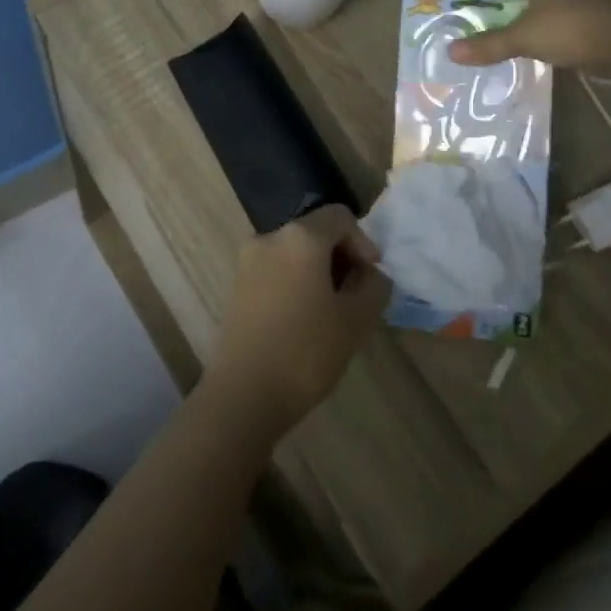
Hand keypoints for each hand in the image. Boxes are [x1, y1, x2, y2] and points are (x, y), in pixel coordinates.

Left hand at [209, 206, 389, 431]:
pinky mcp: (237, 285)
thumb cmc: (306, 350)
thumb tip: (372, 274)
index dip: (363, 242)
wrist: (244, 393)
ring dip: (318, 271)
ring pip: (294, 252)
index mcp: (300, 236)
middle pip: (315, 231)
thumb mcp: (355, 319)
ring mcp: (248, 261)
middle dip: (341, 256)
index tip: (371, 276)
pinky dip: (295, 282)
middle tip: (356, 294)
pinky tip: (304, 319)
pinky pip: (275, 269)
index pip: (340, 216)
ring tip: (332, 310)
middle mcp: (270, 237)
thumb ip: (373, 286)